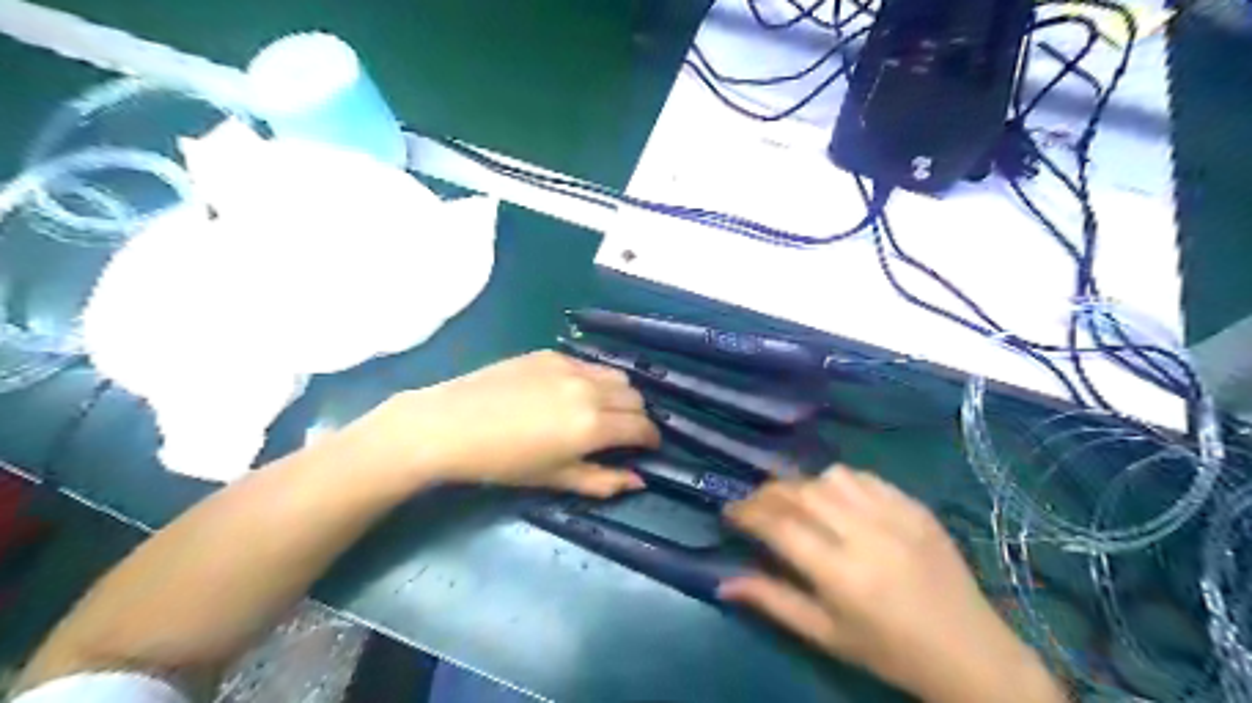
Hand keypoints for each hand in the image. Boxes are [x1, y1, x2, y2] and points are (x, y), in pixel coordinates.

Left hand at [349, 348, 658, 493]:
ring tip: (604, 410)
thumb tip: (639, 481)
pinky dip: (594, 379)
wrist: (450, 425)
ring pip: (616, 375)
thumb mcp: (554, 479)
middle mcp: (590, 389)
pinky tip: (573, 393)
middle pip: (635, 397)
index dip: (651, 439)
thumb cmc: (502, 463)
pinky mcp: (551, 354)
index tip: (648, 448)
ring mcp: (570, 366)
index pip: (642, 427)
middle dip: (638, 416)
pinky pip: (588, 364)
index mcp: (593, 426)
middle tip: (624, 433)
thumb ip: (602, 480)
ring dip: (621, 394)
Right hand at [720, 466, 1059, 702]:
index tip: (729, 512)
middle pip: (801, 492)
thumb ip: (773, 602)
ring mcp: (895, 515)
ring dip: (804, 484)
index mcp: (841, 574)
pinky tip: (837, 500)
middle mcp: (865, 534)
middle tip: (754, 503)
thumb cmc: (889, 651)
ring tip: (797, 502)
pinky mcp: (915, 507)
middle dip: (768, 492)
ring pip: (831, 476)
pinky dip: (840, 482)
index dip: (746, 513)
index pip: (778, 526)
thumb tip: (723, 582)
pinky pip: (866, 477)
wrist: (970, 653)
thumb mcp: (825, 635)